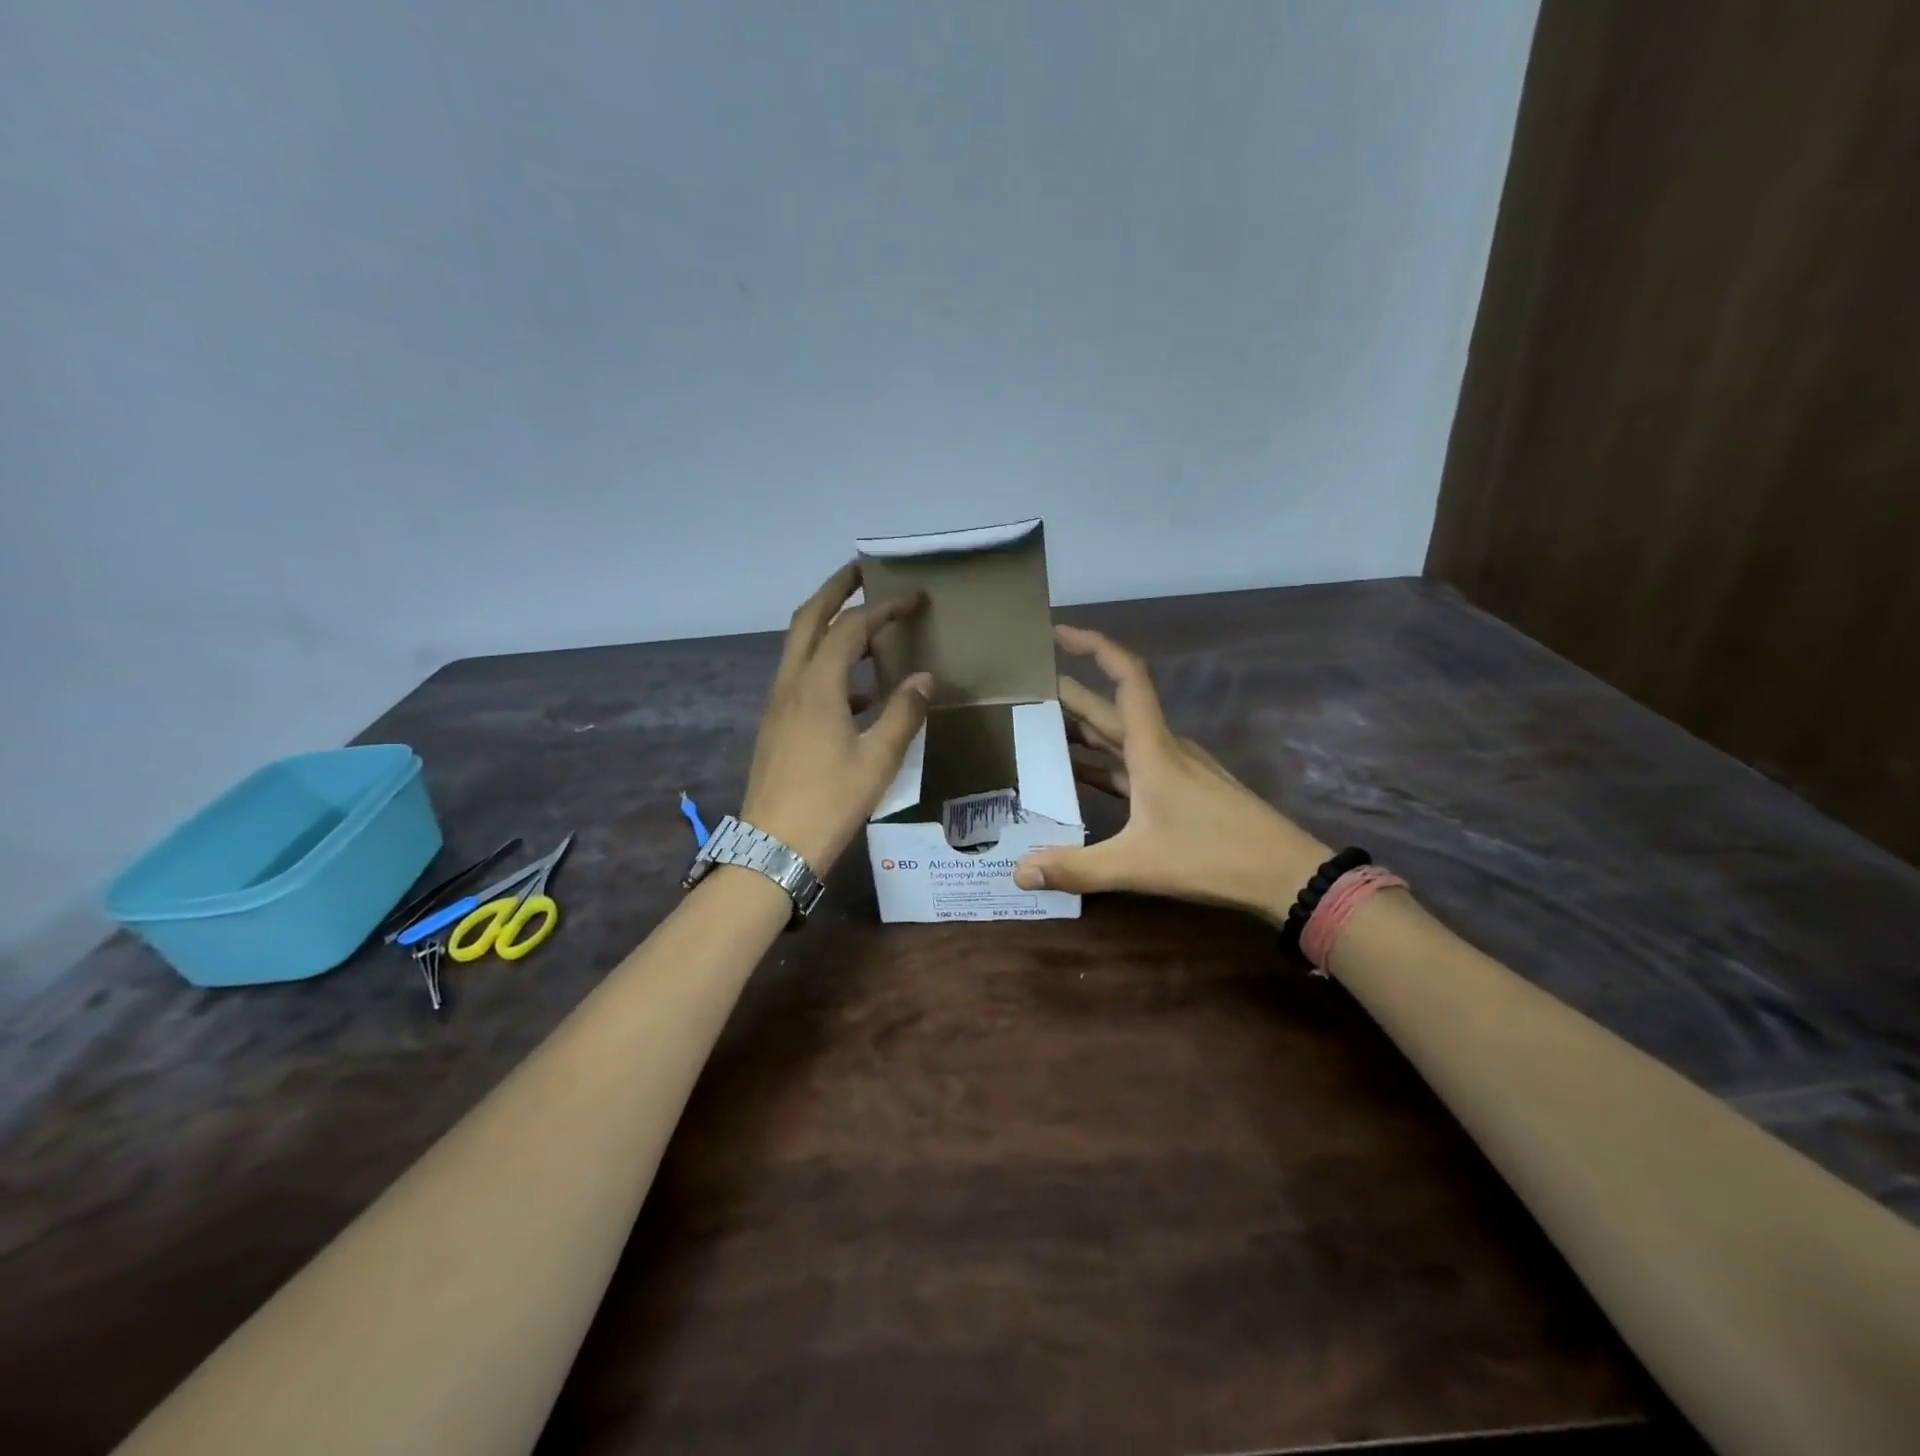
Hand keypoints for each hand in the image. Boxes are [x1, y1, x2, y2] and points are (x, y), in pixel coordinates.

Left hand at [741, 563, 932, 873]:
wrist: (774, 846)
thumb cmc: (830, 801)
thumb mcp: (878, 759)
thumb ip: (904, 713)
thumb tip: (923, 678)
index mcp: (817, 686)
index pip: (850, 628)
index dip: (883, 608)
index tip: (913, 598)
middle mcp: (791, 684)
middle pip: (808, 620)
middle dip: (834, 590)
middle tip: (862, 572)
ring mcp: (778, 704)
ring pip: (800, 647)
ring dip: (828, 626)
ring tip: (864, 626)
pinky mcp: (776, 724)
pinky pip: (801, 677)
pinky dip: (826, 666)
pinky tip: (856, 693)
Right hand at [1013, 625, 1328, 919]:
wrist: (1285, 874)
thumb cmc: (1212, 857)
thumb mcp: (1136, 865)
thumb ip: (1075, 868)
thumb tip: (1019, 872)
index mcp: (1152, 748)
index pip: (1125, 676)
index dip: (1093, 646)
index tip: (1058, 633)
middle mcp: (1163, 747)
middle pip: (1111, 708)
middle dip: (1070, 695)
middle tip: (1025, 692)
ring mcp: (1176, 768)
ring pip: (1121, 737)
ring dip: (1084, 731)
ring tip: (1041, 731)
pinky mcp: (1182, 789)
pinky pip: (1132, 764)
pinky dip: (1103, 763)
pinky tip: (1081, 776)